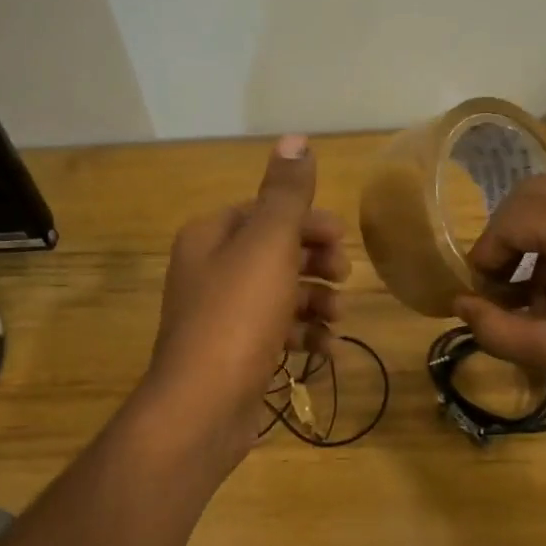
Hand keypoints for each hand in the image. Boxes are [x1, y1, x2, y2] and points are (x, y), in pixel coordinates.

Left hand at [140, 135, 348, 466]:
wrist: (202, 406)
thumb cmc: (237, 316)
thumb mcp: (267, 245)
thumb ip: (285, 193)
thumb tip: (296, 138)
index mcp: (211, 236)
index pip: (264, 212)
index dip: (306, 221)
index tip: (341, 239)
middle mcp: (211, 271)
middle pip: (274, 252)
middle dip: (314, 262)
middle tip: (343, 276)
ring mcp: (222, 317)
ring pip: (279, 295)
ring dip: (315, 301)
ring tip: (338, 318)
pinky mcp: (235, 355)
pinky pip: (276, 334)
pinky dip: (304, 337)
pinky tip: (329, 351)